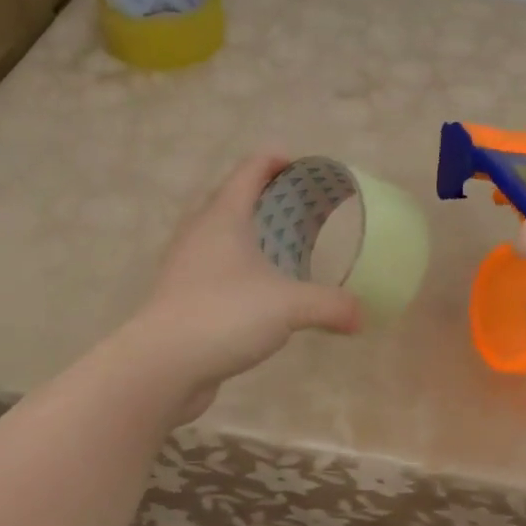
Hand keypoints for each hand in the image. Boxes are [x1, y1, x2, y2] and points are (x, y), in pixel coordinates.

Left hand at [122, 153, 362, 417]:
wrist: (163, 365)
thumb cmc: (224, 315)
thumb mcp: (289, 307)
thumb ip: (330, 306)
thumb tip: (362, 316)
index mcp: (223, 217)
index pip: (249, 170)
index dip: (274, 160)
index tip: (302, 167)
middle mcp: (199, 232)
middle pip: (230, 197)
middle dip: (263, 196)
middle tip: (298, 208)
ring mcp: (185, 264)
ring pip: (219, 233)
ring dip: (246, 232)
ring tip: (280, 246)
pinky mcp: (181, 294)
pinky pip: (213, 266)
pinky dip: (236, 265)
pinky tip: (257, 288)